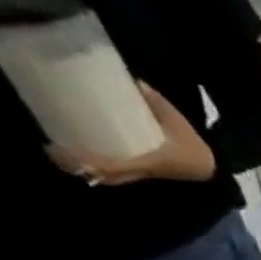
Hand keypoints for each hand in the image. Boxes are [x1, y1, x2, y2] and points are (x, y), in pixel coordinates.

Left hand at [47, 81, 215, 185]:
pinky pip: (112, 174)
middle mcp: (141, 171)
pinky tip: (80, 158)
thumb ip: (159, 104)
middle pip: (103, 175)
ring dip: (82, 169)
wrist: (209, 168)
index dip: (85, 161)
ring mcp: (140, 174)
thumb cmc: (194, 147)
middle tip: (51, 148)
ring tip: (58, 152)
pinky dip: (94, 169)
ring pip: (106, 177)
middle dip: (76, 166)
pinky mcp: (139, 172)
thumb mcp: (181, 124)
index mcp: (150, 162)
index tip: (59, 148)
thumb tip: (135, 82)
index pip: (113, 166)